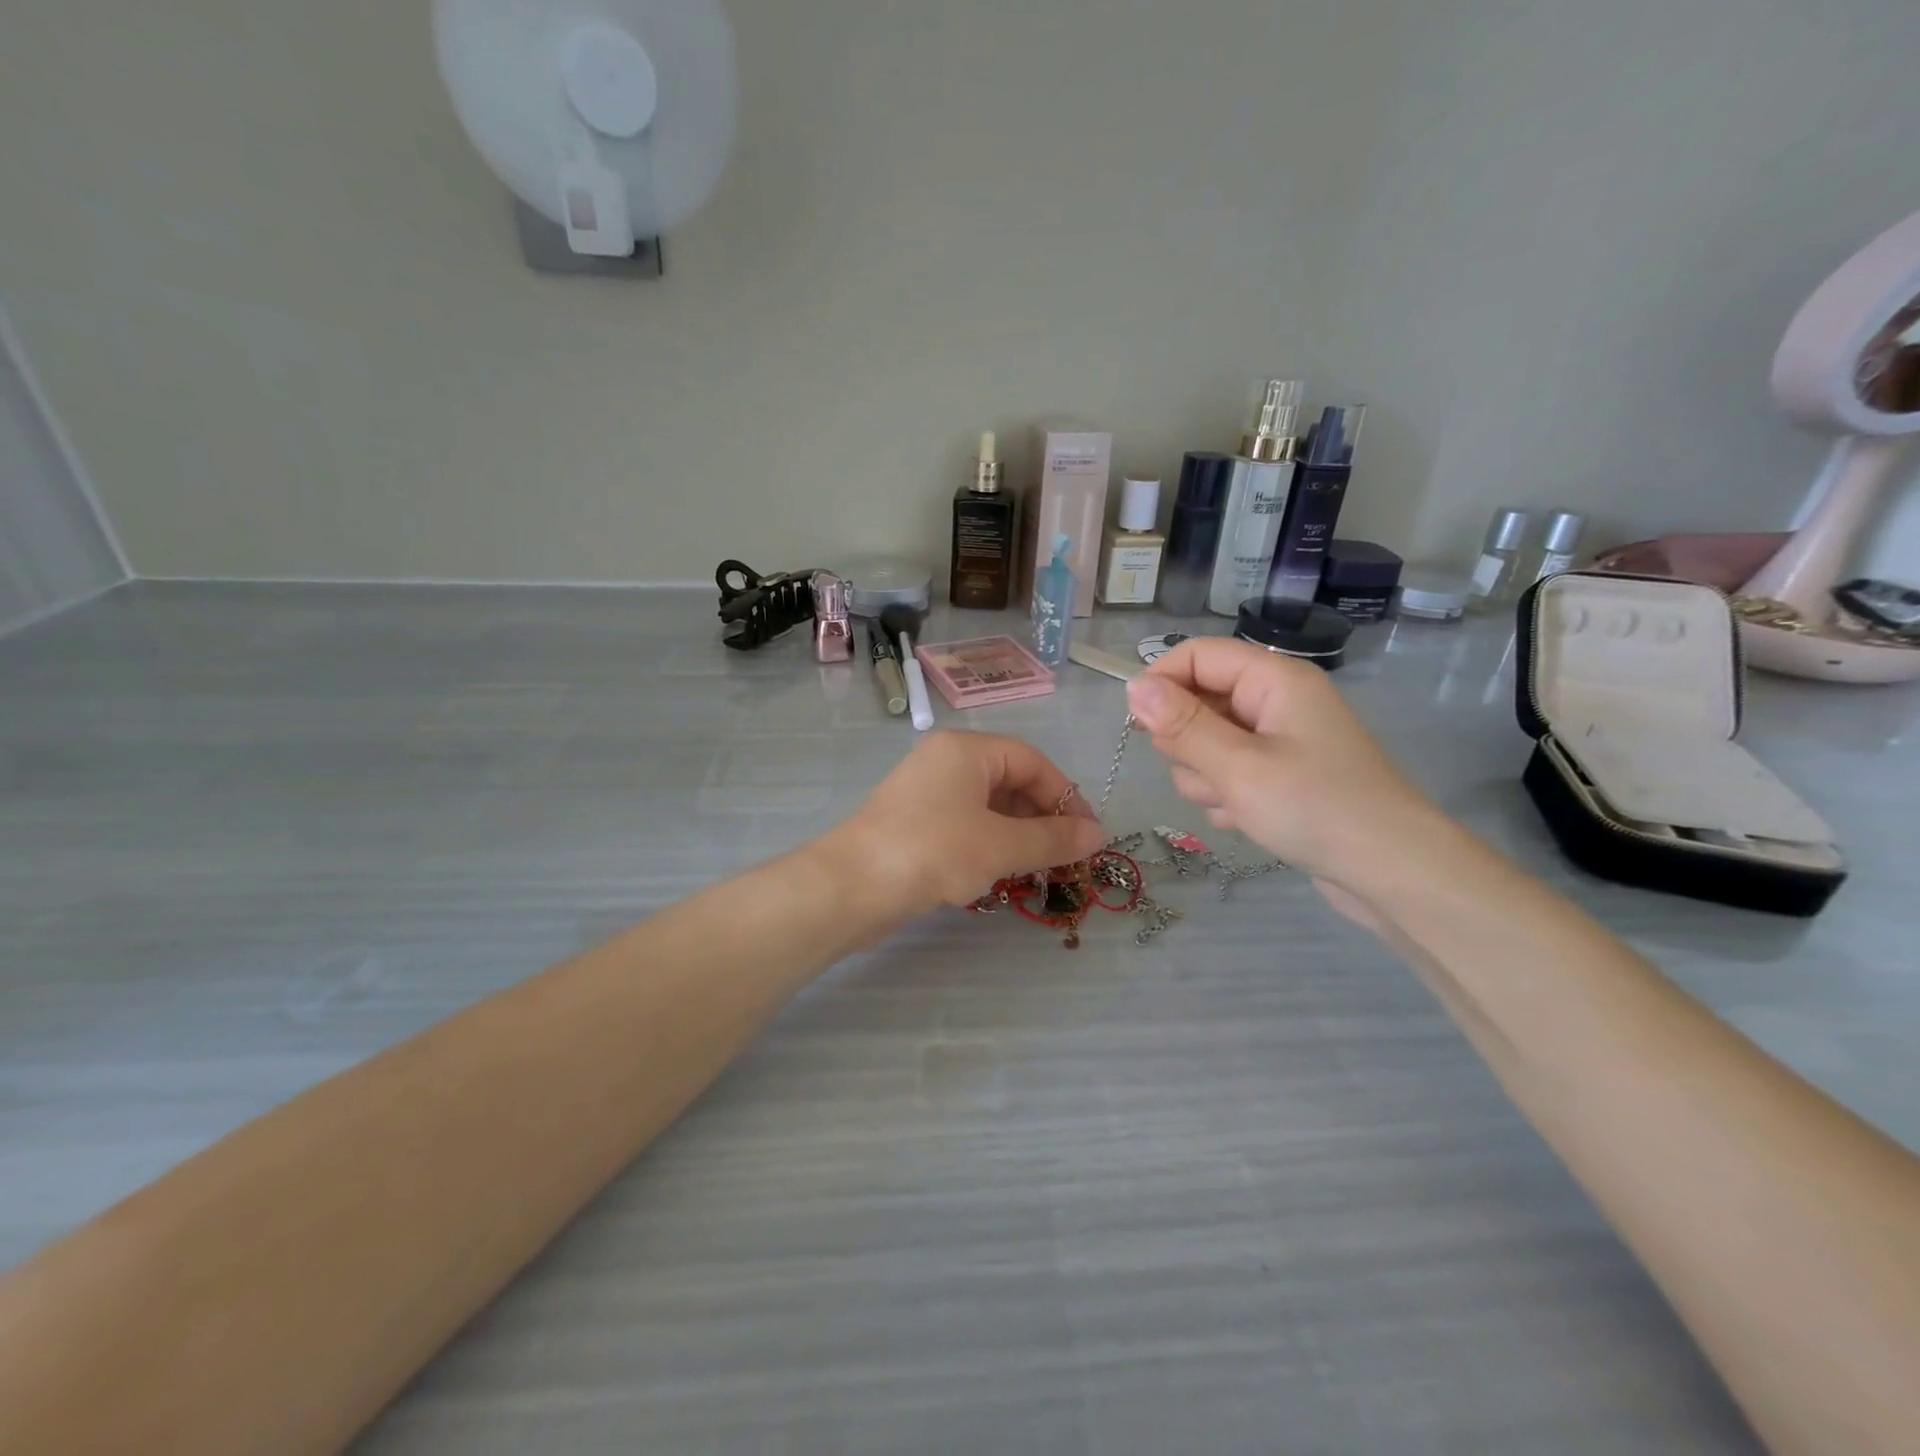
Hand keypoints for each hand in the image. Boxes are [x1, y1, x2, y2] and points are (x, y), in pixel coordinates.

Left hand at [825, 731, 1108, 920]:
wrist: (851, 887)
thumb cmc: (933, 852)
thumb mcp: (1001, 845)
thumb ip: (1053, 839)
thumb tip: (1099, 835)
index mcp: (966, 750)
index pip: (1032, 761)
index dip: (1065, 796)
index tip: (1088, 835)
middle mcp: (945, 762)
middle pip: (1010, 782)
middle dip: (1042, 818)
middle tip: (1066, 857)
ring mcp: (925, 793)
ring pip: (988, 807)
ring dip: (1018, 836)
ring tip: (1038, 869)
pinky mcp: (913, 824)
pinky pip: (965, 826)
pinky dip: (990, 845)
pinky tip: (1000, 874)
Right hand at [1126, 639, 1449, 920]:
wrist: (1392, 874)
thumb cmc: (1316, 809)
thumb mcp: (1238, 767)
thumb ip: (1182, 726)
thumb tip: (1133, 687)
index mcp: (1274, 680)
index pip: (1197, 655)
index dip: (1162, 682)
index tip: (1138, 725)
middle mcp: (1275, 702)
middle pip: (1198, 700)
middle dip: (1188, 741)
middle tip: (1210, 772)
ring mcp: (1278, 742)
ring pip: (1206, 744)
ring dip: (1206, 776)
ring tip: (1236, 803)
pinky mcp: (1279, 777)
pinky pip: (1227, 773)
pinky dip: (1226, 796)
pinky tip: (1247, 819)